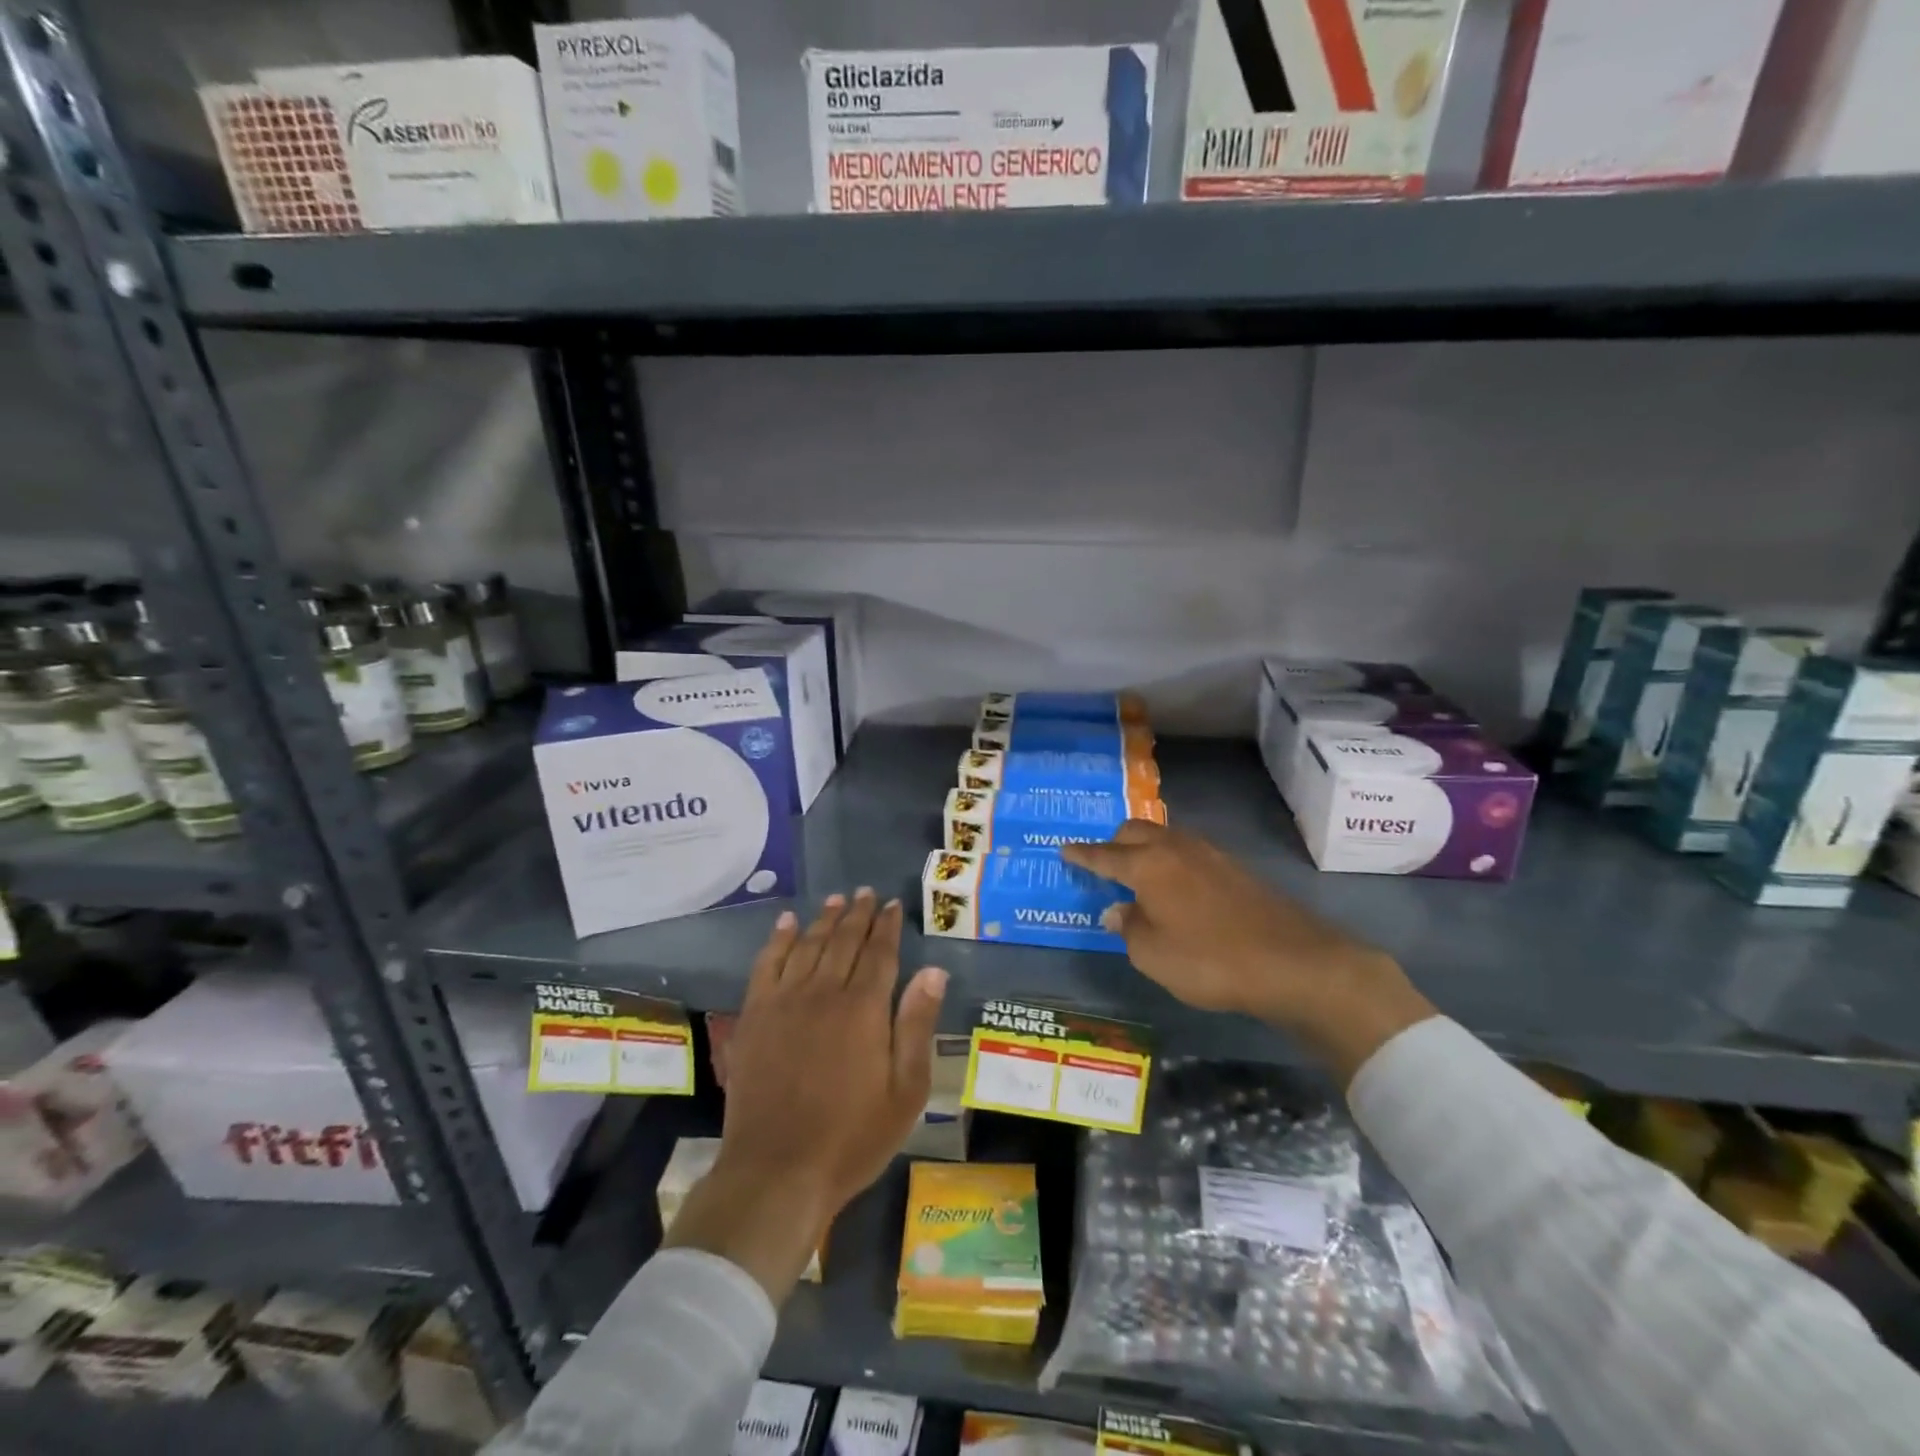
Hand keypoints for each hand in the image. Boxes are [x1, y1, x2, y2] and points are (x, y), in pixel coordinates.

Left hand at [663, 889, 947, 1301]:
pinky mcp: (754, 1016)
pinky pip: (766, 964)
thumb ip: (917, 1025)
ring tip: (835, 900)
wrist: (777, 1171)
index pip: (880, 953)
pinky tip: (786, 924)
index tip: (893, 905)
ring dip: (823, 919)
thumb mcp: (906, 1091)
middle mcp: (824, 992)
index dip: (888, 926)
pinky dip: (778, 940)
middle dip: (858, 914)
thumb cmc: (852, 1137)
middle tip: (866, 893)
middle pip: (844, 941)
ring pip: (807, 945)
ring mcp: (784, 1001)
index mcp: (864, 1008)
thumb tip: (933, 971)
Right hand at [1062, 821, 1433, 1082]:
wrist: (1293, 962)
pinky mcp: (1234, 868)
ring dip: (1145, 849)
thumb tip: (1116, 910)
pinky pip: (1188, 852)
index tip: (1064, 850)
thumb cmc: (1209, 960)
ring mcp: (1209, 854)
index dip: (1082, 854)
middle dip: (1114, 843)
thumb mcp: (1153, 955)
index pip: (1104, 854)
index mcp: (1147, 864)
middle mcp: (1176, 848)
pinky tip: (1176, 887)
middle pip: (1135, 831)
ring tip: (1138, 873)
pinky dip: (1171, 861)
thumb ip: (1128, 928)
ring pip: (1165, 837)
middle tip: (1103, 865)